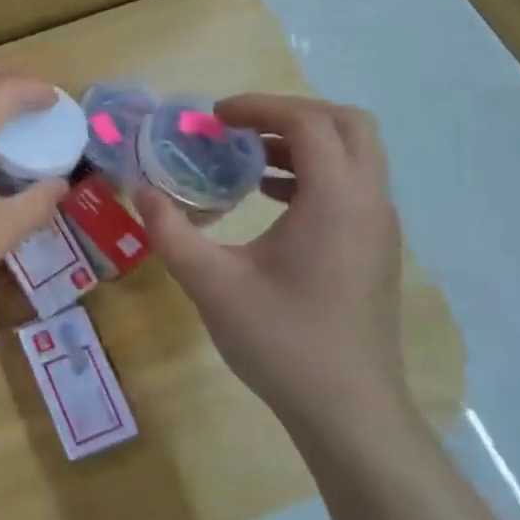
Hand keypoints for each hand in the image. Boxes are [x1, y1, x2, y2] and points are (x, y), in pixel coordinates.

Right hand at [134, 93, 408, 448]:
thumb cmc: (281, 340)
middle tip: (239, 128)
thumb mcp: (211, 283)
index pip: (308, 122)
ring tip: (245, 159)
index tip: (214, 117)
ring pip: (353, 156)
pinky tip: (267, 200)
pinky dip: (312, 175)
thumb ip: (170, 231)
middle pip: (347, 125)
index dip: (259, 107)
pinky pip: (350, 187)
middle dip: (290, 114)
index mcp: (336, 200)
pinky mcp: (374, 250)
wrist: (349, 412)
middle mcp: (369, 202)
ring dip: (302, 144)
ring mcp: (379, 228)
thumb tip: (140, 190)